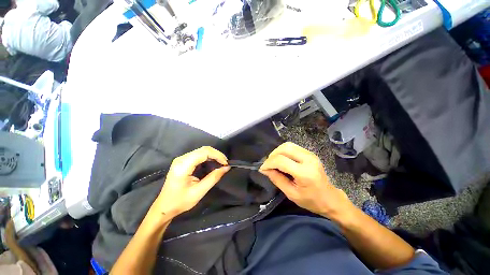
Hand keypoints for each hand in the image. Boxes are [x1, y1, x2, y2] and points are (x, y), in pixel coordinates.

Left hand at [153, 146, 229, 216]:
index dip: (217, 155)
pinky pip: (199, 154)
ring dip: (213, 155)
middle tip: (225, 163)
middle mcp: (182, 158)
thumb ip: (213, 178)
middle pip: (203, 149)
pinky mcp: (183, 161)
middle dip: (217, 154)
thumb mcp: (199, 192)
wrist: (164, 207)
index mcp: (183, 165)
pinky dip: (208, 157)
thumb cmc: (180, 201)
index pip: (204, 152)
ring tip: (221, 163)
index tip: (226, 163)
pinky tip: (213, 163)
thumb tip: (226, 168)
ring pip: (202, 151)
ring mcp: (182, 159)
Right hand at [260, 142, 354, 219]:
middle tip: (268, 165)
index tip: (263, 169)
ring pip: (288, 145)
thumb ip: (277, 179)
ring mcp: (310, 154)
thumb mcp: (291, 194)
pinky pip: (293, 147)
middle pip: (284, 148)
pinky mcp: (310, 153)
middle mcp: (308, 159)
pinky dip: (284, 151)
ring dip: (277, 152)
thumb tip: (265, 170)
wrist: (330, 198)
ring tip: (273, 161)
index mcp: (304, 172)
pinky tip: (281, 159)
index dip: (269, 163)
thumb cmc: (311, 200)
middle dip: (272, 155)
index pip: (281, 161)